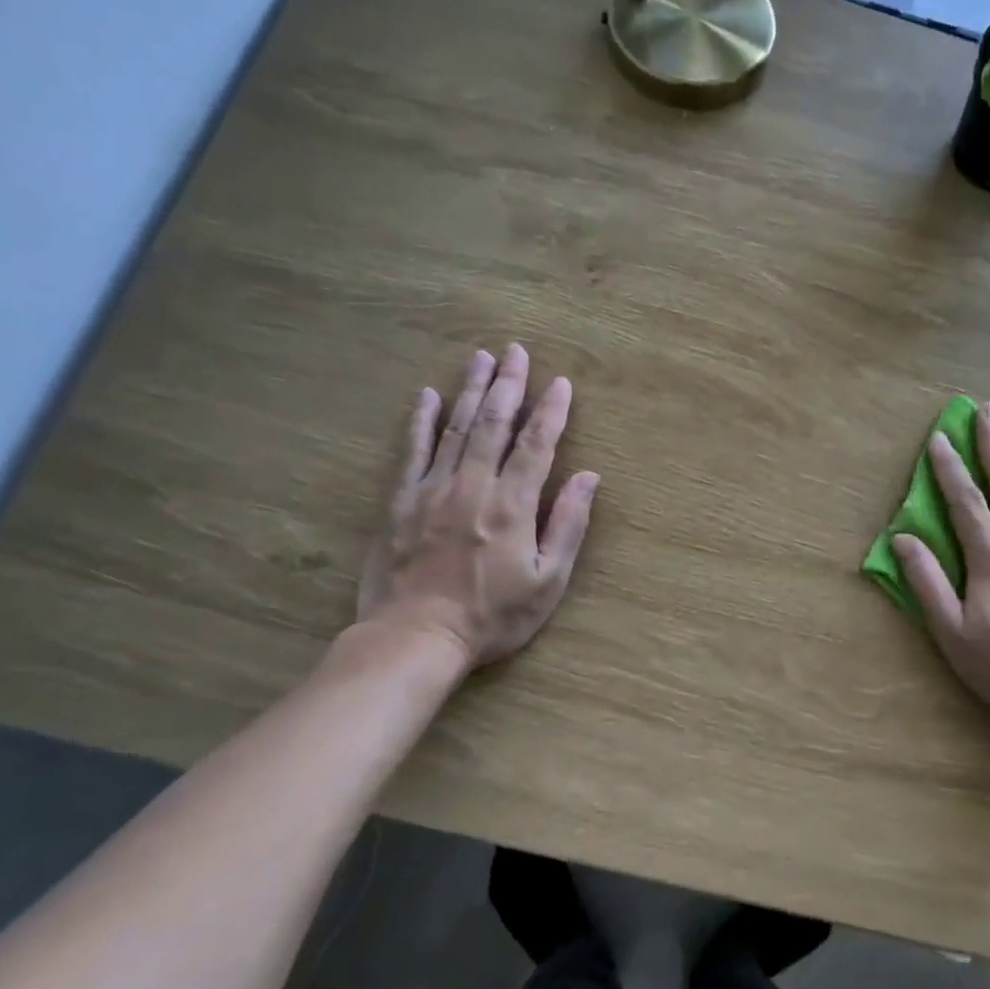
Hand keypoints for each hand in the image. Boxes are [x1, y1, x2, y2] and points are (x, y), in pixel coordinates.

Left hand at [356, 343, 598, 671]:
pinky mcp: (401, 501)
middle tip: (515, 350)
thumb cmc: (492, 615)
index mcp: (513, 504)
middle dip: (508, 384)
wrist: (416, 638)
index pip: (537, 444)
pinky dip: (420, 421)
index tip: (561, 382)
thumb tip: (589, 477)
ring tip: (480, 357)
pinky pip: (412, 451)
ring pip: (455, 428)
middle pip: (493, 423)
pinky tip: (427, 396)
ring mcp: (433, 490)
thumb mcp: (548, 580)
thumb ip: (568, 525)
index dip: (551, 411)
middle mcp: (473, 485)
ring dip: (470, 389)